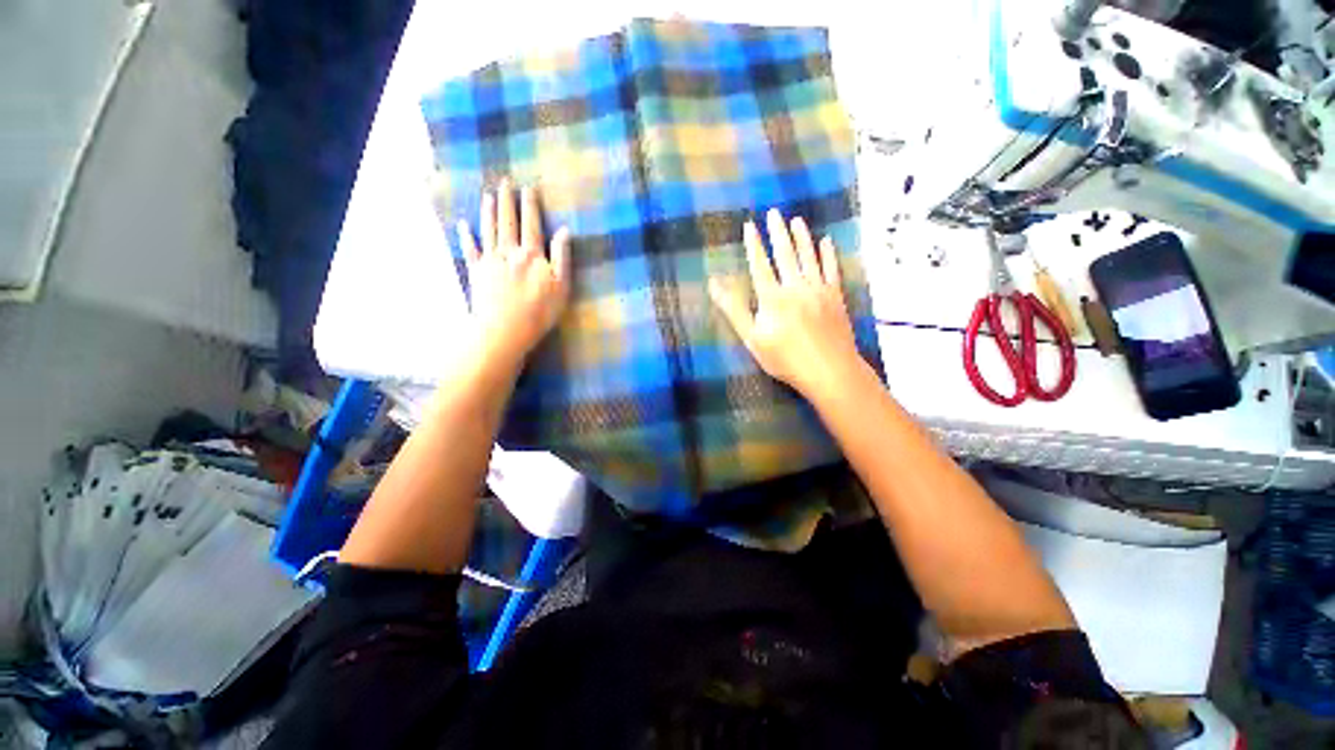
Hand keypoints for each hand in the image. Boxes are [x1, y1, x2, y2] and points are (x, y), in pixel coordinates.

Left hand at [456, 181, 570, 367]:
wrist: (505, 329)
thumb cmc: (539, 311)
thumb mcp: (561, 286)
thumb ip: (562, 257)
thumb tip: (564, 231)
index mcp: (532, 255)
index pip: (532, 224)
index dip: (530, 205)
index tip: (529, 188)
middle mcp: (509, 252)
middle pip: (508, 221)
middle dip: (508, 200)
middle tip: (505, 182)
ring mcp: (490, 261)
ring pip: (488, 230)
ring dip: (488, 211)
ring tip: (488, 195)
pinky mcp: (476, 272)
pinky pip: (470, 249)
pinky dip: (465, 236)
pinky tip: (463, 225)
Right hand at [709, 209, 862, 399]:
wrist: (828, 370)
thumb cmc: (785, 358)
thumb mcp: (752, 338)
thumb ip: (734, 310)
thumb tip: (715, 285)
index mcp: (773, 297)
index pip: (760, 265)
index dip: (754, 245)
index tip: (749, 225)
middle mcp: (796, 286)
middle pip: (785, 254)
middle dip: (777, 233)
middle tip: (774, 212)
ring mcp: (819, 290)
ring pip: (809, 257)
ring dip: (802, 237)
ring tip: (796, 220)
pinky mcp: (836, 297)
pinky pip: (832, 269)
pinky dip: (828, 254)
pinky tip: (826, 242)